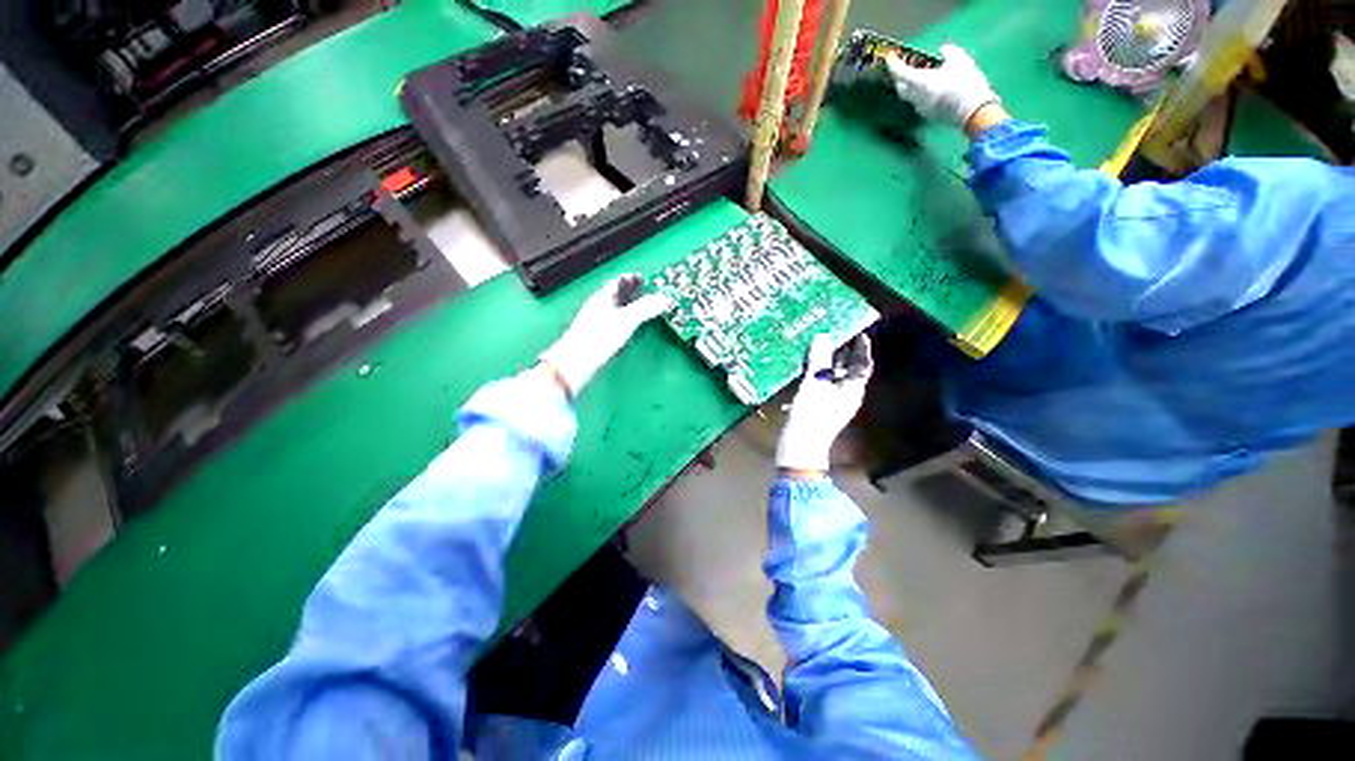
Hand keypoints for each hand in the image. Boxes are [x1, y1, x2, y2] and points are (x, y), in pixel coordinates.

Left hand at [539, 274, 670, 396]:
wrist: (577, 362)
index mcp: (603, 297)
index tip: (646, 279)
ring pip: (617, 310)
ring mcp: (598, 322)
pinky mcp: (599, 337)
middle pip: (618, 295)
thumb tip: (663, 299)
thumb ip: (644, 308)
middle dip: (634, 293)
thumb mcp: (625, 320)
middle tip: (650, 294)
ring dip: (631, 308)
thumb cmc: (599, 337)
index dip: (633, 278)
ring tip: (646, 310)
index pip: (619, 281)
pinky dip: (627, 322)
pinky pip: (616, 323)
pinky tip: (633, 329)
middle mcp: (599, 307)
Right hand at [775, 333, 873, 472]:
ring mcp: (831, 401)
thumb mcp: (815, 385)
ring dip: (827, 360)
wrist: (799, 446)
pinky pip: (820, 382)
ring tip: (818, 342)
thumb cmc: (812, 415)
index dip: (861, 347)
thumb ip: (819, 360)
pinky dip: (816, 371)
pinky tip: (806, 363)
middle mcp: (845, 394)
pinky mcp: (818, 405)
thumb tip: (822, 337)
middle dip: (842, 351)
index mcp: (852, 390)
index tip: (856, 330)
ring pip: (832, 375)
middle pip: (847, 368)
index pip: (862, 364)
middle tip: (833, 331)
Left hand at [885, 42, 999, 130]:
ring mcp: (921, 109)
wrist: (972, 111)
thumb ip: (948, 52)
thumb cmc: (965, 82)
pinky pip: (920, 103)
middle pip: (900, 87)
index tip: (890, 57)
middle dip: (899, 77)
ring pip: (910, 96)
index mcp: (919, 82)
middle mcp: (915, 97)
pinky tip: (931, 88)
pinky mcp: (929, 116)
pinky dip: (921, 93)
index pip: (899, 73)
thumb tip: (942, 50)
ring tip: (920, 76)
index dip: (893, 64)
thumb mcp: (960, 60)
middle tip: (904, 67)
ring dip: (911, 86)